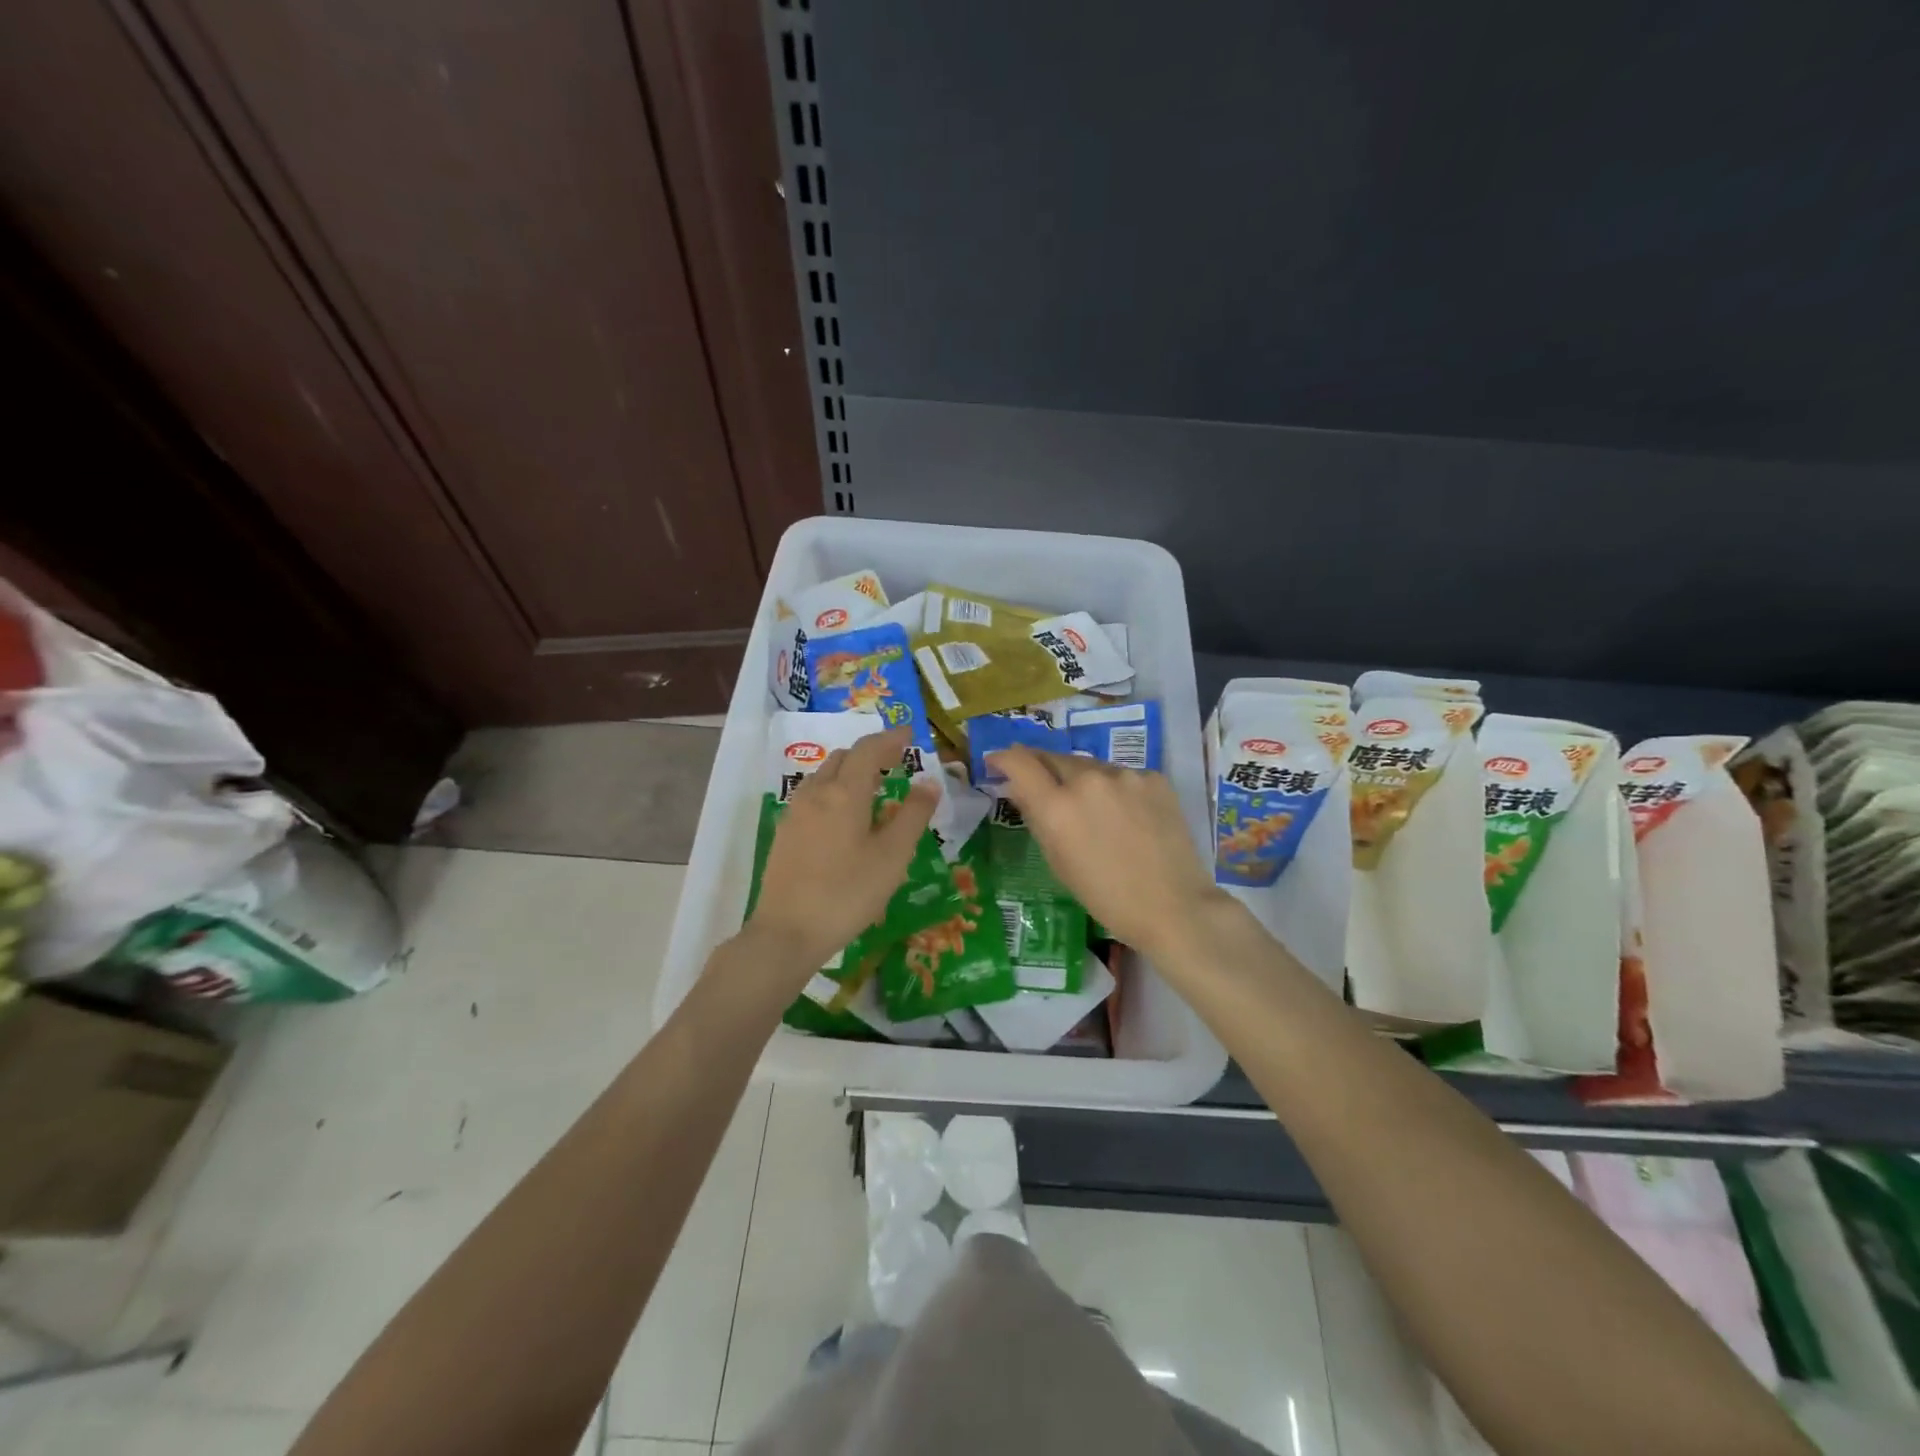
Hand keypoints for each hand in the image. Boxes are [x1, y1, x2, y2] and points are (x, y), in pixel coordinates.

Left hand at [745, 727, 936, 978]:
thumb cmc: (848, 893)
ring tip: (872, 787)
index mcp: (845, 792)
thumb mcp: (892, 857)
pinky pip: (812, 796)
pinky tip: (843, 816)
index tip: (909, 735)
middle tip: (895, 762)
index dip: (890, 739)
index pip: (868, 749)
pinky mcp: (785, 832)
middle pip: (844, 757)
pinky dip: (833, 790)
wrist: (787, 932)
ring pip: (824, 775)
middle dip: (870, 753)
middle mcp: (816, 793)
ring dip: (849, 771)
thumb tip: (929, 783)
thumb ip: (913, 816)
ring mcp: (795, 812)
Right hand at [991, 746, 1225, 961]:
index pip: (1020, 762)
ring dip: (1082, 780)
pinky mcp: (1154, 777)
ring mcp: (1125, 775)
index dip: (1004, 758)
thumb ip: (1035, 818)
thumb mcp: (1058, 861)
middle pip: (1054, 759)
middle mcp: (1088, 780)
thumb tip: (1018, 788)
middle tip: (1043, 787)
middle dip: (1042, 769)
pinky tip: (1127, 816)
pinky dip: (1116, 790)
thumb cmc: (1106, 897)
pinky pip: (1123, 776)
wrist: (1174, 906)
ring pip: (1091, 767)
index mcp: (1057, 807)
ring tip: (1093, 810)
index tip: (998, 763)